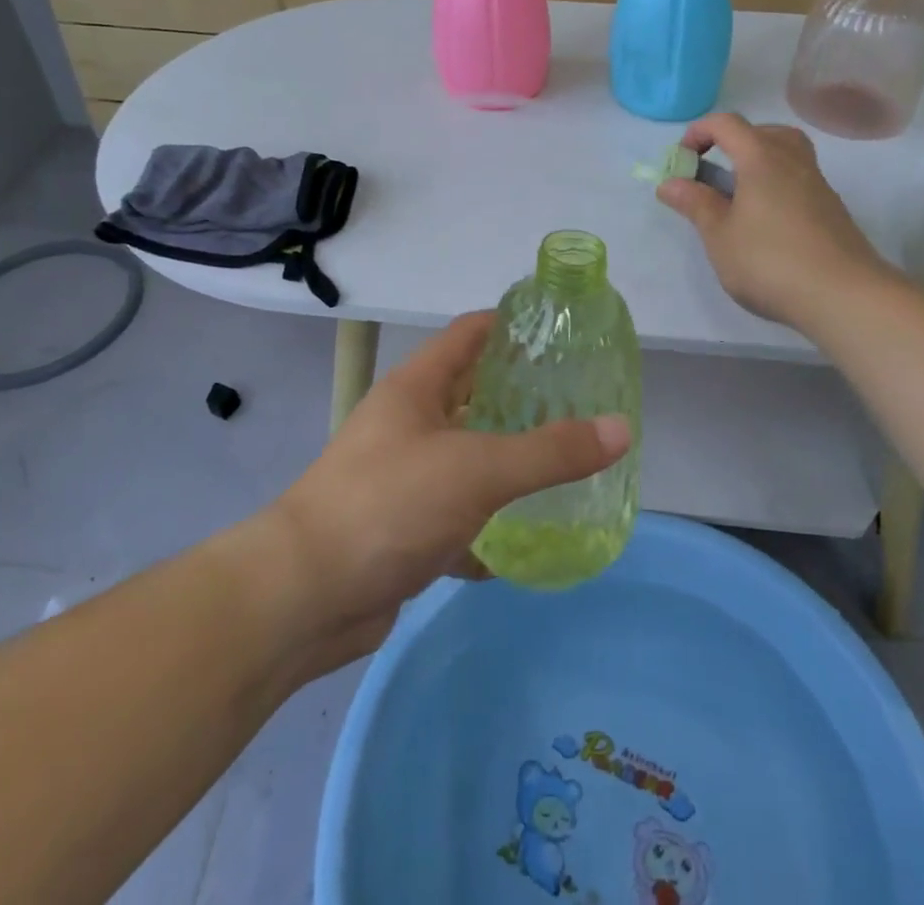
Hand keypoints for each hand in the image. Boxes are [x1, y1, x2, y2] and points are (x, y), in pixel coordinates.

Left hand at [263, 312, 628, 671]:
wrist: (303, 597)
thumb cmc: (389, 505)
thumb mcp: (477, 469)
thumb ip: (550, 451)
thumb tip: (621, 428)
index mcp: (417, 388)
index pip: (470, 334)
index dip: (512, 325)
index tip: (562, 331)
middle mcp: (408, 424)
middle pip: (473, 395)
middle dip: (521, 397)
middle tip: (581, 403)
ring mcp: (402, 477)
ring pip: (467, 458)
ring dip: (508, 463)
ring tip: (566, 465)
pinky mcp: (401, 529)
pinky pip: (456, 516)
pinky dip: (487, 526)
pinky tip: (526, 542)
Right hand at [656, 112, 888, 329]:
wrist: (844, 295)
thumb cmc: (769, 261)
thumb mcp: (719, 235)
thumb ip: (695, 204)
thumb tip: (670, 183)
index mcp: (761, 158)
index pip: (727, 124)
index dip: (699, 132)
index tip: (683, 160)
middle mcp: (793, 161)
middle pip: (763, 131)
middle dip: (732, 143)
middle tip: (715, 173)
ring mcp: (817, 184)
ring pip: (787, 153)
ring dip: (758, 163)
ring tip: (739, 196)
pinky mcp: (831, 209)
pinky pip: (799, 179)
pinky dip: (777, 185)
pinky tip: (766, 222)